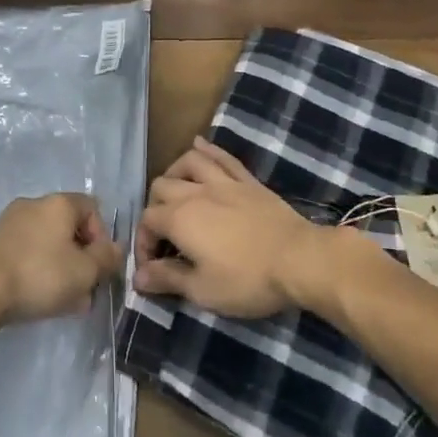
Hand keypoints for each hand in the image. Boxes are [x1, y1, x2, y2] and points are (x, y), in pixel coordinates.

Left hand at [0, 193, 122, 339]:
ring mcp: (10, 222)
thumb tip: (116, 249)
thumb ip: (106, 259)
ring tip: (63, 302)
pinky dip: (37, 270)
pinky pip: (26, 252)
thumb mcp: (84, 272)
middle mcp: (34, 204)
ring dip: (60, 268)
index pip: (92, 208)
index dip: (102, 237)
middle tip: (84, 290)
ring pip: (47, 243)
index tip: (100, 267)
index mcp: (59, 203)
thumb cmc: (39, 274)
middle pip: (69, 227)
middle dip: (81, 259)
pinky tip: (37, 298)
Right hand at [133, 137, 340, 317]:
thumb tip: (138, 277)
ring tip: (176, 190)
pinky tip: (199, 145)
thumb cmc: (248, 280)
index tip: (152, 268)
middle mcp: (195, 192)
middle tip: (164, 233)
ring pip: (189, 162)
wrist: (299, 259)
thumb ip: (168, 279)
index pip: (147, 221)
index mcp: (179, 219)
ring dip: (175, 173)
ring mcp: (223, 181)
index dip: (143, 243)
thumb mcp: (203, 291)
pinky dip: (207, 149)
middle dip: (154, 208)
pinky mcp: (247, 180)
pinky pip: (222, 157)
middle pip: (161, 186)